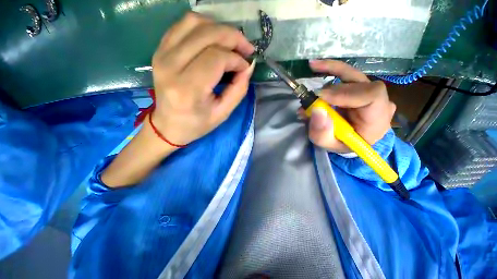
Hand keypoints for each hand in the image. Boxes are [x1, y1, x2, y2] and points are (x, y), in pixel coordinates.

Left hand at [151, 12, 254, 145]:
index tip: (245, 67)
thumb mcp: (223, 113)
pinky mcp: (160, 50)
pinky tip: (214, 39)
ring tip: (232, 43)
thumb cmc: (197, 124)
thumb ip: (238, 90)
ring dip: (219, 28)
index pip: (216, 58)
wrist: (168, 125)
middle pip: (206, 35)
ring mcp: (162, 54)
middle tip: (246, 48)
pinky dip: (203, 26)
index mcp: (188, 88)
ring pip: (194, 22)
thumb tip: (248, 67)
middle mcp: (171, 66)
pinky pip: (182, 25)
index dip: (236, 59)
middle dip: (233, 37)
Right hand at [302, 60, 395, 152]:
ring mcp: (371, 93)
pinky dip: (332, 70)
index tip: (320, 97)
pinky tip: (318, 66)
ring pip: (353, 75)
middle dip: (333, 86)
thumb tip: (316, 110)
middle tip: (312, 94)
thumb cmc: (341, 144)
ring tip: (313, 68)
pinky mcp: (361, 88)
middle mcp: (379, 103)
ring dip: (330, 71)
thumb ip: (322, 133)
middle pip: (361, 83)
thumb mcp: (328, 144)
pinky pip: (348, 75)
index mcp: (377, 121)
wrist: (349, 140)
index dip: (346, 92)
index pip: (372, 95)